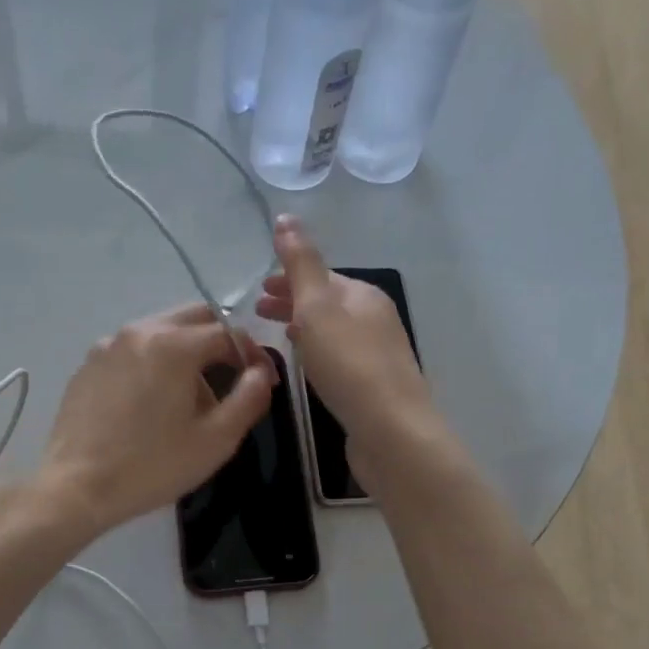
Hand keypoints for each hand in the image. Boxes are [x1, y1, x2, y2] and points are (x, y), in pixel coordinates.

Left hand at [38, 304, 275, 539]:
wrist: (77, 487)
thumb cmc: (153, 466)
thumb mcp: (216, 440)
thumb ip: (249, 398)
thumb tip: (260, 373)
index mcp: (174, 344)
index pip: (229, 333)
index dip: (254, 355)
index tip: (264, 383)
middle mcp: (139, 331)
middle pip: (194, 318)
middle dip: (221, 342)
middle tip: (233, 379)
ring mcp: (108, 345)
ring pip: (162, 331)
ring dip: (188, 351)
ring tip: (192, 396)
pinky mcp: (88, 365)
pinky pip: (133, 350)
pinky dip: (154, 362)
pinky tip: (153, 402)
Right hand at [256, 215, 437, 486]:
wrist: (391, 432)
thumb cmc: (349, 365)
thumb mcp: (318, 308)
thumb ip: (301, 264)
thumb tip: (286, 217)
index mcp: (364, 295)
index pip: (322, 276)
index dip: (289, 278)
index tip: (258, 291)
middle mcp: (375, 319)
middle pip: (328, 302)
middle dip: (293, 301)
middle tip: (258, 311)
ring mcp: (378, 355)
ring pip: (333, 331)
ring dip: (304, 327)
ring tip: (276, 337)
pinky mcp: (373, 387)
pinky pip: (339, 358)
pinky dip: (317, 352)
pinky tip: (307, 368)